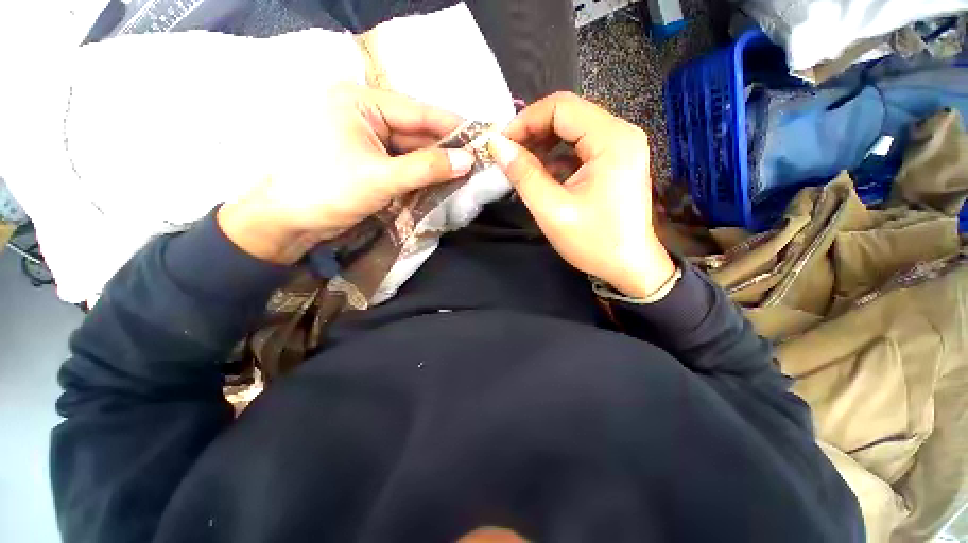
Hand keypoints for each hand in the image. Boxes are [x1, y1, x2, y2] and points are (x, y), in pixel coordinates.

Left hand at [218, 83, 475, 264]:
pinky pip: (403, 163)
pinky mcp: (368, 159)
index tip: (482, 135)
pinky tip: (443, 180)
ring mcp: (366, 137)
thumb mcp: (382, 178)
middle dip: (446, 148)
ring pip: (411, 149)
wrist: (289, 223)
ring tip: (467, 172)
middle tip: (478, 159)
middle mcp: (363, 113)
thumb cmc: (327, 191)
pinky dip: (422, 173)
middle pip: (415, 131)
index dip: (452, 125)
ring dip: (436, 163)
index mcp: (359, 101)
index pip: (417, 111)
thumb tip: (468, 161)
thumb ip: (427, 168)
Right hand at [487, 92, 674, 297]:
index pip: (561, 107)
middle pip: (568, 115)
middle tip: (507, 155)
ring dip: (543, 146)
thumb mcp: (552, 210)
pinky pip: (580, 148)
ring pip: (572, 131)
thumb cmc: (594, 242)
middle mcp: (621, 133)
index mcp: (611, 139)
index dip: (525, 121)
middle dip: (533, 132)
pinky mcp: (616, 161)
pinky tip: (541, 176)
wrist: (630, 267)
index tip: (501, 144)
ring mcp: (621, 147)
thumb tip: (497, 145)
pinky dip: (557, 158)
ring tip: (520, 166)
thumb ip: (523, 174)